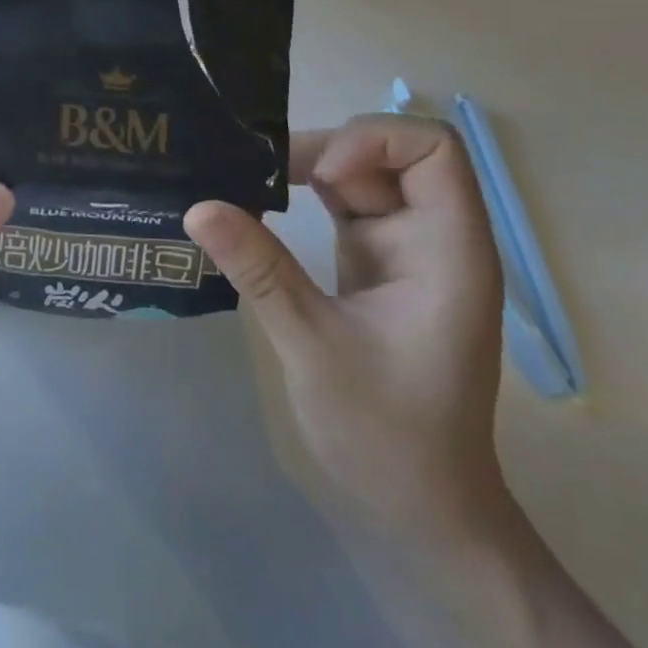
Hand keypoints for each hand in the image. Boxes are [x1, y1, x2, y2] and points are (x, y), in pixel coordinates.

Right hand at [187, 115, 506, 543]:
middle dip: (325, 150)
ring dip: (306, 168)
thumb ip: (260, 271)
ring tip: (245, 180)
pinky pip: (344, 199)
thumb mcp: (314, 347)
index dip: (375, 141)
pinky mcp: (376, 257)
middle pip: (389, 151)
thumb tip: (198, 207)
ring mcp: (405, 244)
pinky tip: (259, 203)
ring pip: (360, 170)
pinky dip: (303, 193)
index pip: (433, 148)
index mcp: (449, 249)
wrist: (421, 506)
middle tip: (258, 172)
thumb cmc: (387, 433)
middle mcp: (433, 234)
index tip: (322, 177)